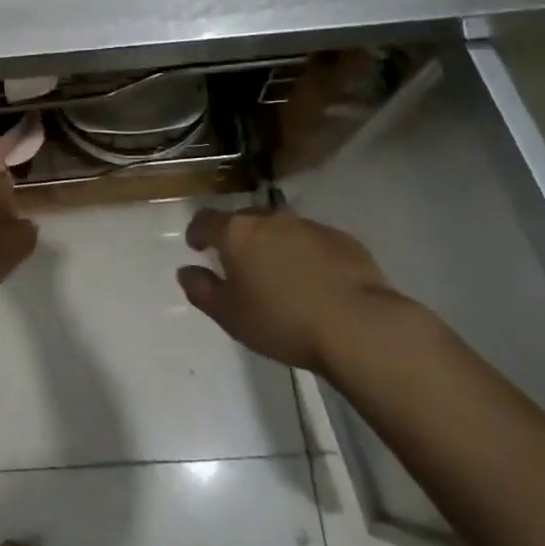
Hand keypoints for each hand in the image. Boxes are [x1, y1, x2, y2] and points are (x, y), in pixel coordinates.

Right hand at [178, 206, 401, 374]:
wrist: (359, 326)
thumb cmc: (282, 321)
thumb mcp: (229, 315)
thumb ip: (201, 290)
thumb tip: (186, 271)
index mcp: (237, 233)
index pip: (206, 220)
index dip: (197, 232)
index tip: (197, 246)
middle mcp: (271, 219)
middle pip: (245, 221)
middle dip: (237, 238)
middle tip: (239, 264)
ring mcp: (310, 226)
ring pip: (281, 230)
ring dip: (273, 245)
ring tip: (279, 274)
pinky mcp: (342, 240)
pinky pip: (313, 242)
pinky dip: (305, 255)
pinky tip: (314, 281)